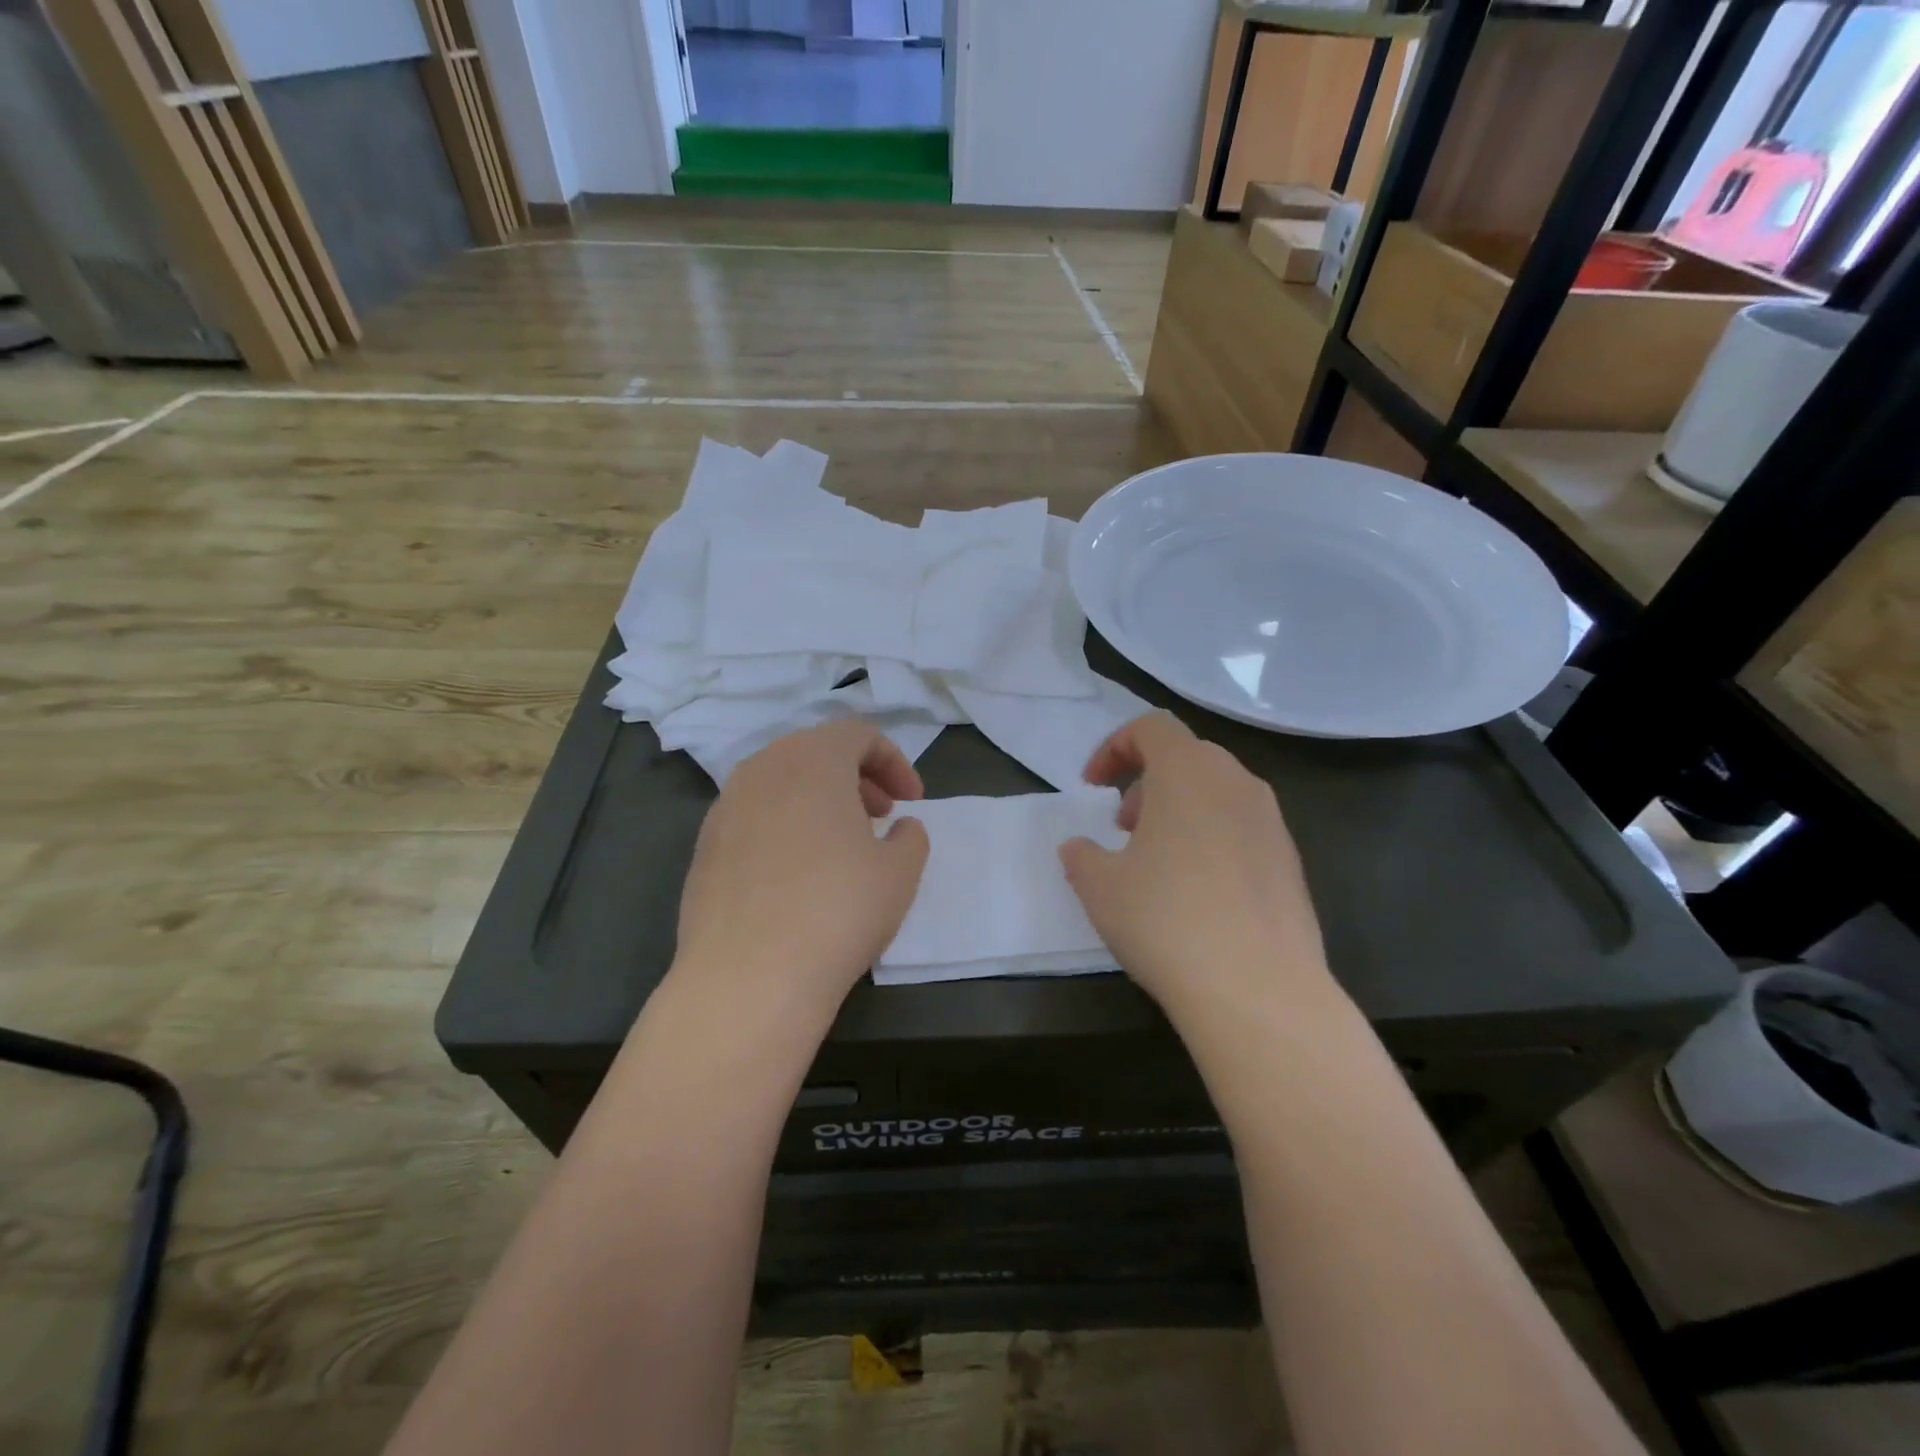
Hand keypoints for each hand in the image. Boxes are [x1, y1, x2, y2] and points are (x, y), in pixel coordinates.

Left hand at [670, 720, 930, 1024]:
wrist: (748, 978)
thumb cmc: (838, 909)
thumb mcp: (899, 872)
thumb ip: (910, 837)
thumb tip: (900, 828)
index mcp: (812, 759)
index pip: (858, 734)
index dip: (894, 761)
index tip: (911, 802)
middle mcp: (762, 769)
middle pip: (815, 752)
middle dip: (856, 777)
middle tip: (880, 816)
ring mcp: (725, 808)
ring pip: (781, 783)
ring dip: (818, 801)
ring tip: (840, 845)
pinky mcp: (704, 847)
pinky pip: (754, 818)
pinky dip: (784, 827)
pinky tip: (797, 876)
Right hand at [1060, 713, 1336, 1024]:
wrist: (1258, 989)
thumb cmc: (1166, 920)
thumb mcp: (1100, 886)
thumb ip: (1082, 856)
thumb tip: (1078, 848)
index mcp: (1188, 772)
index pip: (1151, 727)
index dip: (1114, 748)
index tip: (1092, 787)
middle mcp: (1237, 783)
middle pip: (1186, 757)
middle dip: (1146, 782)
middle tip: (1123, 826)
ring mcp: (1271, 822)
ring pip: (1217, 793)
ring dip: (1179, 810)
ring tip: (1156, 861)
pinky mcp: (1291, 862)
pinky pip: (1241, 829)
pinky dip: (1211, 839)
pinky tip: (1197, 894)